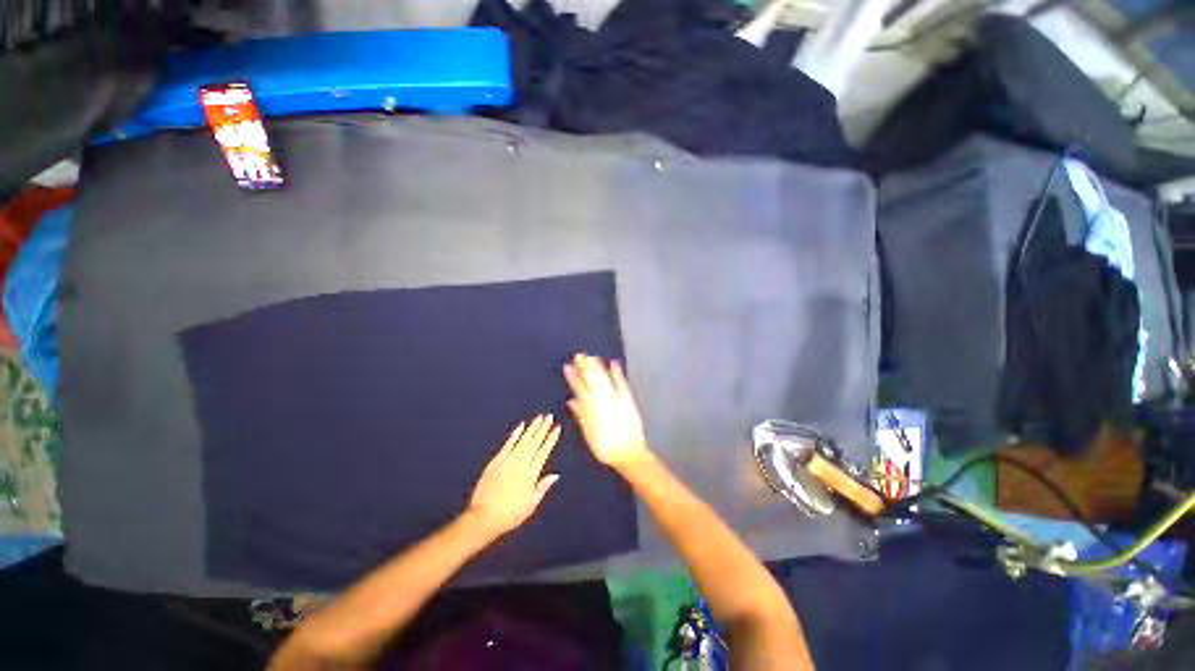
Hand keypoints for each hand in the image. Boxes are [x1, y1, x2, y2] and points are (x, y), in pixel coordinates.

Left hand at [466, 415, 561, 536]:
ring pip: (523, 440)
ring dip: (532, 428)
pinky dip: (515, 434)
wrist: (484, 517)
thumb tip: (556, 475)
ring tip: (539, 417)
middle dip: (543, 428)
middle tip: (549, 417)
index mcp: (531, 474)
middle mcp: (521, 464)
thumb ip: (543, 487)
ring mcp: (507, 461)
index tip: (557, 428)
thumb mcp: (531, 504)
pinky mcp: (496, 461)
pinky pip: (508, 444)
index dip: (551, 439)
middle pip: (534, 442)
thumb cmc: (510, 514)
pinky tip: (521, 425)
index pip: (544, 452)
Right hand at [563, 354, 652, 470]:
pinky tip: (613, 364)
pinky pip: (622, 385)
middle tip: (579, 355)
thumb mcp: (589, 435)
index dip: (573, 378)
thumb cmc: (606, 448)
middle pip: (592, 382)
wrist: (629, 453)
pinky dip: (617, 374)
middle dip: (585, 368)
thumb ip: (581, 416)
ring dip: (598, 368)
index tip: (567, 367)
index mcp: (592, 410)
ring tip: (592, 357)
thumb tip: (572, 400)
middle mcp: (603, 402)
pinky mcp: (628, 400)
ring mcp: (616, 400)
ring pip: (605, 380)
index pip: (580, 390)